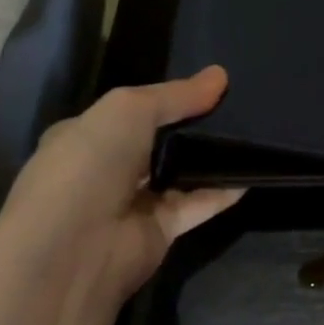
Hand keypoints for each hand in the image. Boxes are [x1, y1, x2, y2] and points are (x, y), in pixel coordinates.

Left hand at [0, 66, 244, 310]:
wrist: (72, 249)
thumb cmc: (90, 163)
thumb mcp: (129, 109)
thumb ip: (176, 95)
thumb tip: (220, 75)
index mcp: (84, 135)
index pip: (128, 112)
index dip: (164, 99)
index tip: (207, 86)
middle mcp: (107, 169)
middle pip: (157, 142)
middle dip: (192, 126)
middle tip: (238, 105)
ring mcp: (133, 203)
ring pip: (179, 174)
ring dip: (209, 158)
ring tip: (251, 132)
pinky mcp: (159, 232)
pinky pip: (196, 205)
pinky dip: (221, 191)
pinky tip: (251, 173)